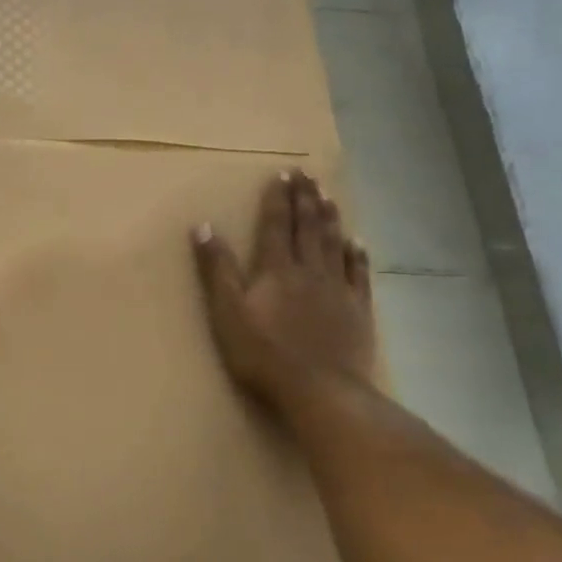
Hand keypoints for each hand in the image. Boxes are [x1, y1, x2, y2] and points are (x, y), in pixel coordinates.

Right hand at [191, 168, 378, 411]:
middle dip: (305, 198)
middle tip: (307, 172)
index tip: (281, 172)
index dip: (277, 198)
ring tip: (328, 195)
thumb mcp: (227, 312)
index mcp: (276, 269)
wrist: (320, 389)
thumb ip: (217, 270)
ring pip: (334, 244)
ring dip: (330, 217)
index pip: (275, 225)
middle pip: (307, 227)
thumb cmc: (263, 354)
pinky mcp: (357, 310)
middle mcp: (309, 270)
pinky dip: (358, 254)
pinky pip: (359, 274)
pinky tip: (358, 241)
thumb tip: (203, 227)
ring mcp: (337, 289)